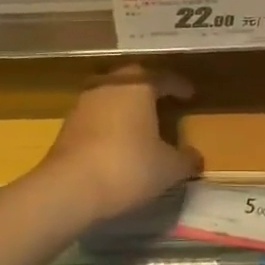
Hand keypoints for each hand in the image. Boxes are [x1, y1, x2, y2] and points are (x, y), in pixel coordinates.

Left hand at [35, 63, 199, 222]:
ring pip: (112, 94)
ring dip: (126, 104)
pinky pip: (96, 114)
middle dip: (149, 88)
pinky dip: (109, 121)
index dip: (179, 86)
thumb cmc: (127, 166)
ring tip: (139, 121)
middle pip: (134, 79)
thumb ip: (185, 160)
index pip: (164, 78)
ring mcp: (85, 101)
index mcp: (139, 85)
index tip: (190, 94)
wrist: (69, 186)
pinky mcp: (68, 123)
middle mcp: (111, 84)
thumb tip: (197, 158)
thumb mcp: (167, 168)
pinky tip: (115, 140)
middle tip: (163, 100)